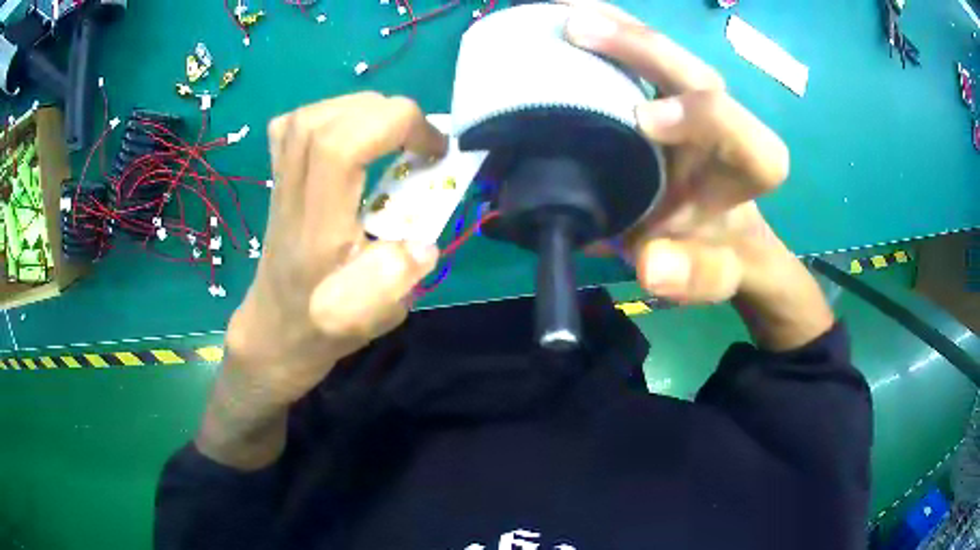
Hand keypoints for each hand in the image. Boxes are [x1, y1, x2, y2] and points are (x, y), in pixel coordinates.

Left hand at [226, 92, 445, 405]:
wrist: (276, 329)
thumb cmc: (322, 327)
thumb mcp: (370, 317)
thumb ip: (398, 278)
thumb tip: (424, 239)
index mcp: (318, 227)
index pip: (341, 145)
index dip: (396, 127)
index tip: (435, 151)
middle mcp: (295, 194)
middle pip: (328, 120)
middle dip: (389, 115)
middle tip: (421, 143)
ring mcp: (281, 181)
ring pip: (312, 115)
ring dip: (364, 110)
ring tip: (393, 134)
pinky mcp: (280, 175)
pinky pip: (296, 124)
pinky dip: (331, 114)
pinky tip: (351, 134)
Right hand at [563, 1, 790, 303]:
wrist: (714, 232)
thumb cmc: (716, 252)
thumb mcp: (710, 276)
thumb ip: (693, 275)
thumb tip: (651, 264)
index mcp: (748, 169)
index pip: (748, 137)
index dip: (704, 117)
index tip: (644, 119)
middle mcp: (724, 123)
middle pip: (698, 73)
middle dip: (643, 47)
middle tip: (578, 27)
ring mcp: (690, 101)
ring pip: (663, 53)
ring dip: (614, 25)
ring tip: (561, 8)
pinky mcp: (662, 93)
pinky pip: (635, 56)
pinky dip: (602, 33)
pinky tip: (563, 18)